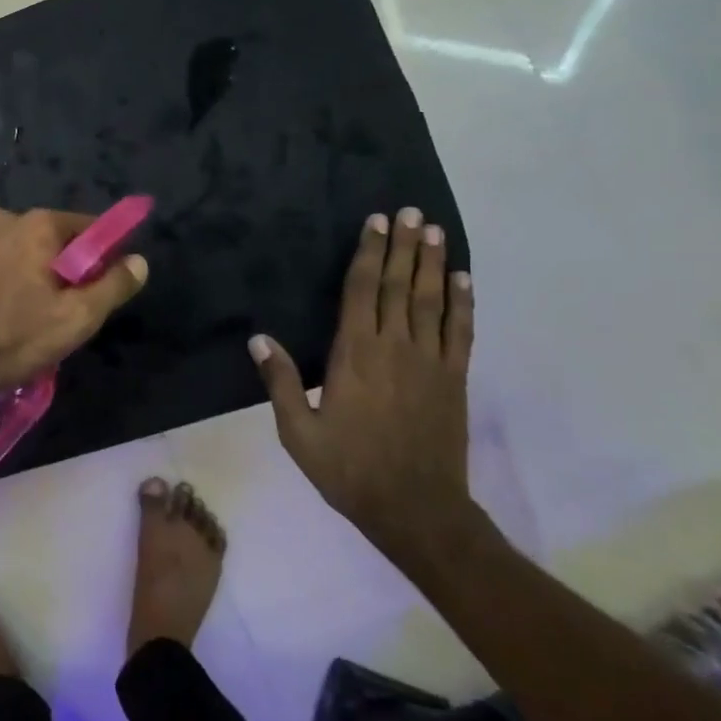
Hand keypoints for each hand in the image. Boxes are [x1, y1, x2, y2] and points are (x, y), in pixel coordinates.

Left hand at [0, 208, 148, 406]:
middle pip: (47, 240)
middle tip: (60, 311)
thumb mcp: (77, 318)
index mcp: (36, 224)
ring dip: (24, 275)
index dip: (100, 255)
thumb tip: (140, 261)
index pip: (86, 227)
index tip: (100, 286)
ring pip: (13, 253)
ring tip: (21, 318)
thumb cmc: (13, 338)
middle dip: (60, 268)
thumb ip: (114, 286)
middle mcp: (1, 219)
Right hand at [249, 208, 480, 567]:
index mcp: (354, 355)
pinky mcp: (453, 379)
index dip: (368, 254)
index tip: (375, 223)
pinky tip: (462, 279)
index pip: (362, 292)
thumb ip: (281, 382)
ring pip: (432, 301)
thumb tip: (259, 338)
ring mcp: (430, 362)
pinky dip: (462, 303)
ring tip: (433, 230)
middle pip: (399, 286)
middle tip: (408, 212)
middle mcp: (395, 347)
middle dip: (402, 246)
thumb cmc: (348, 469)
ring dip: (432, 263)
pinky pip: (460, 332)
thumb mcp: (298, 432)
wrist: (415, 508)